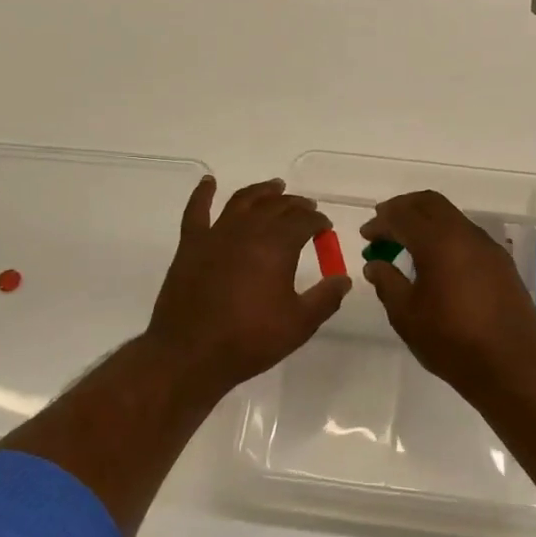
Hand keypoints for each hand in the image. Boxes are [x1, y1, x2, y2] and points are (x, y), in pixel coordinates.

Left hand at [144, 176, 349, 398]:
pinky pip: (196, 211)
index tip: (325, 228)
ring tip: (275, 186)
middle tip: (306, 208)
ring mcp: (216, 234)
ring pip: (242, 201)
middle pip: (276, 206)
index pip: (304, 221)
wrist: (190, 354)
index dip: (318, 222)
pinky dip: (202, 193)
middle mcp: (248, 230)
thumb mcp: (299, 324)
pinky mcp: (190, 245)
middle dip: (296, 204)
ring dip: (262, 191)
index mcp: (277, 246)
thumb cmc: (250, 340)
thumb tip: (344, 278)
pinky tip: (209, 182)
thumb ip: (326, 298)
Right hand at [361, 190, 535, 401]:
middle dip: (403, 209)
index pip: (403, 215)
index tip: (366, 235)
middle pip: (430, 203)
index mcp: (438, 242)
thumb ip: (387, 283)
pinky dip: (445, 237)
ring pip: (452, 217)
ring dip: (426, 222)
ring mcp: (488, 247)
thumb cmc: (452, 341)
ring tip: (406, 245)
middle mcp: (466, 235)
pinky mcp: (501, 263)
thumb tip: (375, 264)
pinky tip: (436, 262)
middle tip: (384, 225)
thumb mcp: (407, 315)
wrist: (513, 366)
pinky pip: (467, 235)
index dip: (380, 221)